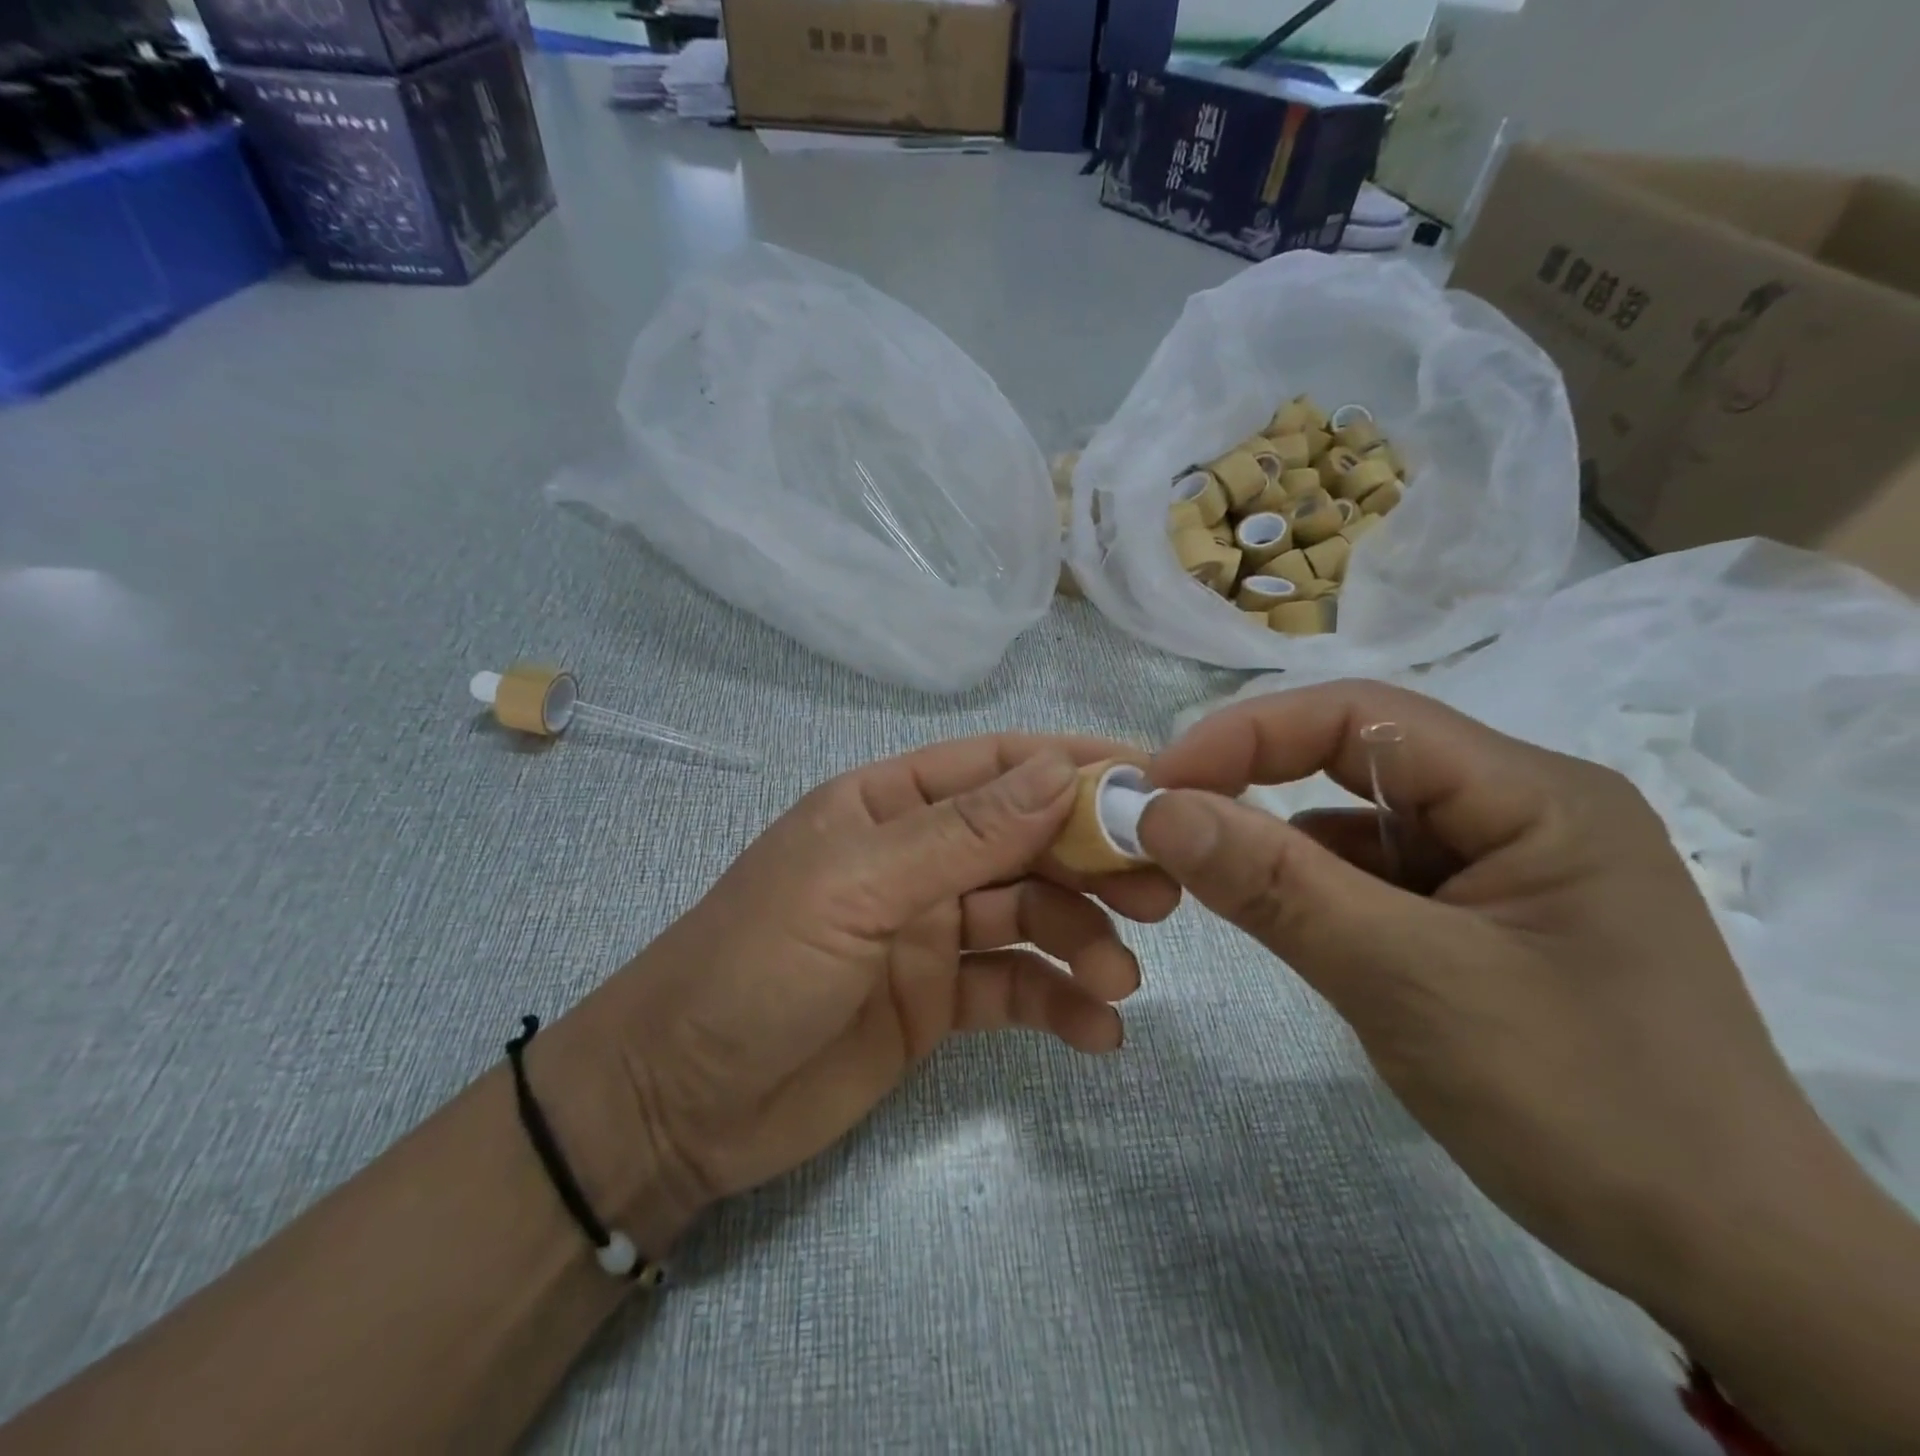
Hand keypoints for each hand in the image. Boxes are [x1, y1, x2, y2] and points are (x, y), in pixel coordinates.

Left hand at [581, 736, 1178, 1242]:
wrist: (679, 1105)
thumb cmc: (756, 968)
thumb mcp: (857, 888)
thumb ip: (963, 834)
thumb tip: (1059, 771)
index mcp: (889, 807)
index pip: (996, 767)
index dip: (1071, 766)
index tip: (1151, 782)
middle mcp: (917, 859)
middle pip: (1026, 841)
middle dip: (1093, 859)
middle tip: (1160, 892)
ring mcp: (930, 931)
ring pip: (1030, 915)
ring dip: (1083, 939)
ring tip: (1119, 978)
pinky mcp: (938, 1000)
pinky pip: (1014, 988)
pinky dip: (1059, 1003)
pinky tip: (1098, 1031)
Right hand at [1135, 681, 1857, 1310]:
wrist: (1727, 1264)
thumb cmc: (1582, 1108)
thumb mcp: (1406, 983)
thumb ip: (1276, 886)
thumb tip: (1158, 810)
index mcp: (1534, 793)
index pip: (1362, 716)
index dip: (1247, 734)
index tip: (1158, 784)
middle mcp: (1519, 807)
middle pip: (1358, 758)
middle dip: (1254, 781)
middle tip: (1164, 820)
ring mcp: (1500, 863)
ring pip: (1358, 821)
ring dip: (1279, 841)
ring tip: (1206, 873)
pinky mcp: (1479, 916)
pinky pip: (1373, 875)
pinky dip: (1313, 887)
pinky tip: (1283, 918)